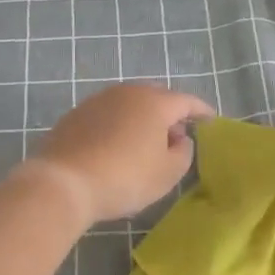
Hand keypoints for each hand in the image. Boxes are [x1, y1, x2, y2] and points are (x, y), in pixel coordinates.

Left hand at [25, 84, 215, 224]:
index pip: (186, 101)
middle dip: (169, 113)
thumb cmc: (125, 178)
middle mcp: (126, 92)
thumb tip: (179, 137)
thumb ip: (183, 152)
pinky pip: (107, 115)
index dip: (201, 110)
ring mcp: (97, 101)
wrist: (63, 182)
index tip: (210, 119)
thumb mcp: (167, 173)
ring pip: (129, 104)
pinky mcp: (75, 115)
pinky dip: (118, 126)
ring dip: (142, 119)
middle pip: (156, 97)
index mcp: (154, 102)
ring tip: (146, 143)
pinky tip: (116, 147)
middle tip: (176, 135)